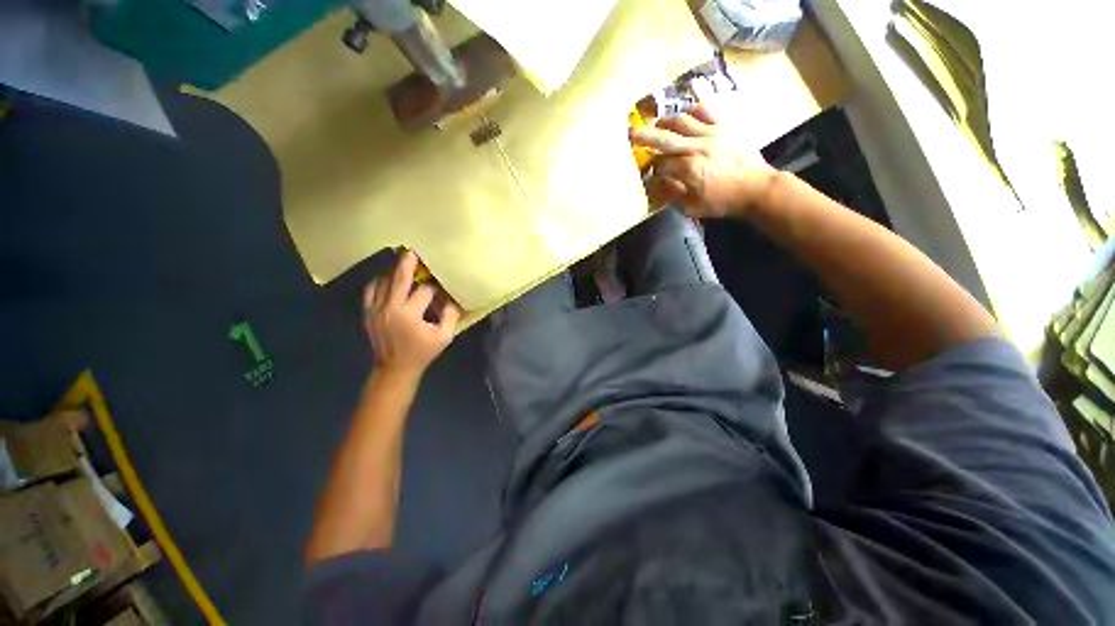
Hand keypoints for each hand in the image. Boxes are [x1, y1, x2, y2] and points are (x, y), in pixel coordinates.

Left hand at [364, 251, 461, 377]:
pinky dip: (379, 281)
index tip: (442, 288)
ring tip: (403, 265)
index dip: (435, 288)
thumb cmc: (422, 352)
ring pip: (382, 281)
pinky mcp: (367, 312)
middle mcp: (389, 308)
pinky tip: (388, 279)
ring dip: (393, 272)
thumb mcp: (444, 336)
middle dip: (407, 264)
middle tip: (411, 251)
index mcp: (409, 315)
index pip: (424, 291)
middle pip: (398, 279)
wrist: (394, 368)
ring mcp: (375, 309)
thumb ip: (450, 315)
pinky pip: (371, 289)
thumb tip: (452, 297)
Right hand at [629, 105, 775, 218]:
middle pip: (664, 138)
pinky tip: (684, 116)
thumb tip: (654, 184)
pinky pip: (705, 111)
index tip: (646, 174)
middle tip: (629, 132)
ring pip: (681, 120)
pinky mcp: (724, 126)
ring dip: (665, 121)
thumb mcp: (692, 207)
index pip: (659, 165)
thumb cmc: (723, 202)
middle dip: (643, 136)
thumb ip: (671, 194)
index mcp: (687, 169)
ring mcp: (711, 133)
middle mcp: (695, 147)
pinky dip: (691, 111)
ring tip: (656, 124)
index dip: (650, 170)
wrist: (756, 188)